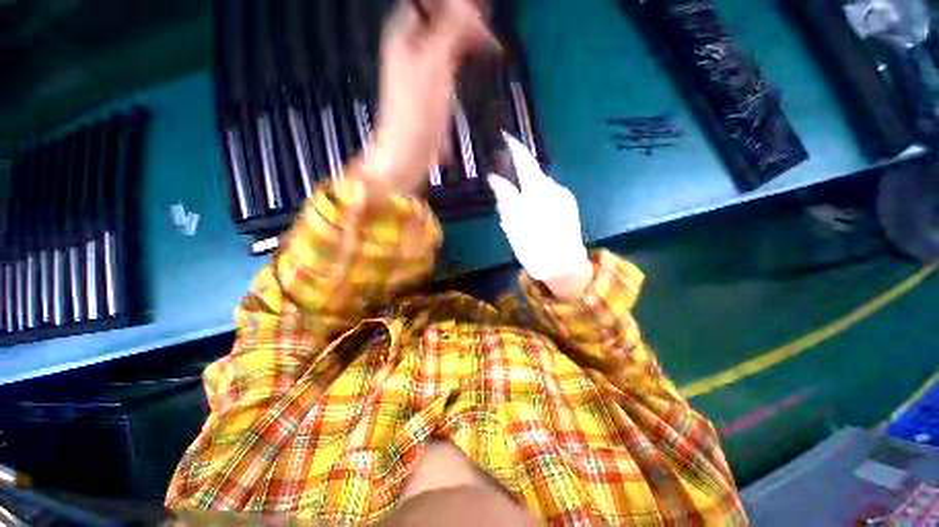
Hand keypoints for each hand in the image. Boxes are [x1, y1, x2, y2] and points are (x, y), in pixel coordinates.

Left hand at [361, 0, 494, 193]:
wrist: (408, 154)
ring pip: (449, 36)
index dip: (456, 4)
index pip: (432, 2)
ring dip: (469, 34)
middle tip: (488, 27)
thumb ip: (452, 30)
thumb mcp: (433, 66)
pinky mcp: (435, 87)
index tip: (480, 12)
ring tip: (489, 40)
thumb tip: (471, 6)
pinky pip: (452, 58)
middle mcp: (414, 44)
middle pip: (442, 16)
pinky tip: (479, 57)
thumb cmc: (415, 111)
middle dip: (466, 17)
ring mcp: (425, 66)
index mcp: (405, 32)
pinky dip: (467, 54)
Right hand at [488, 133, 593, 298]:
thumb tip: (495, 179)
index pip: (525, 162)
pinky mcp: (569, 204)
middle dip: (519, 168)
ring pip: (541, 183)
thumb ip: (505, 199)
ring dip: (528, 184)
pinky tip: (534, 208)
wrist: (565, 266)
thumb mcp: (514, 226)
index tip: (505, 136)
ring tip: (518, 199)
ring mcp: (564, 197)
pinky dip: (538, 194)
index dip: (514, 147)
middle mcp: (554, 189)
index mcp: (539, 193)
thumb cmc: (535, 248)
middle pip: (534, 171)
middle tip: (506, 172)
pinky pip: (549, 192)